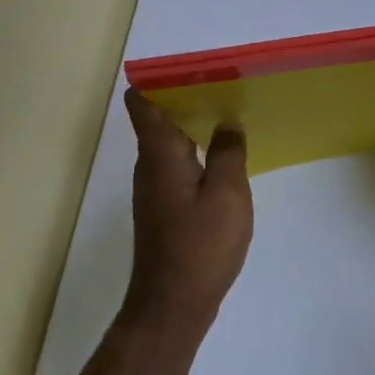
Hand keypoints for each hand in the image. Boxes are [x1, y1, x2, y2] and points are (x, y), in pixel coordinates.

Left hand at [121, 89, 253, 338]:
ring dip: (194, 126)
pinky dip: (196, 153)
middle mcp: (149, 166)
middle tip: (225, 86)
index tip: (193, 68)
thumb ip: (228, 152)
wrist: (173, 306)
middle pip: (159, 119)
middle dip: (187, 98)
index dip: (160, 80)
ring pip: (170, 143)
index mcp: (159, 154)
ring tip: (230, 115)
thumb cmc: (200, 245)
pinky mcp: (163, 208)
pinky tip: (223, 159)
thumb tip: (228, 123)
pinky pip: (177, 166)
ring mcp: (154, 189)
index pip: (144, 103)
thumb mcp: (227, 194)